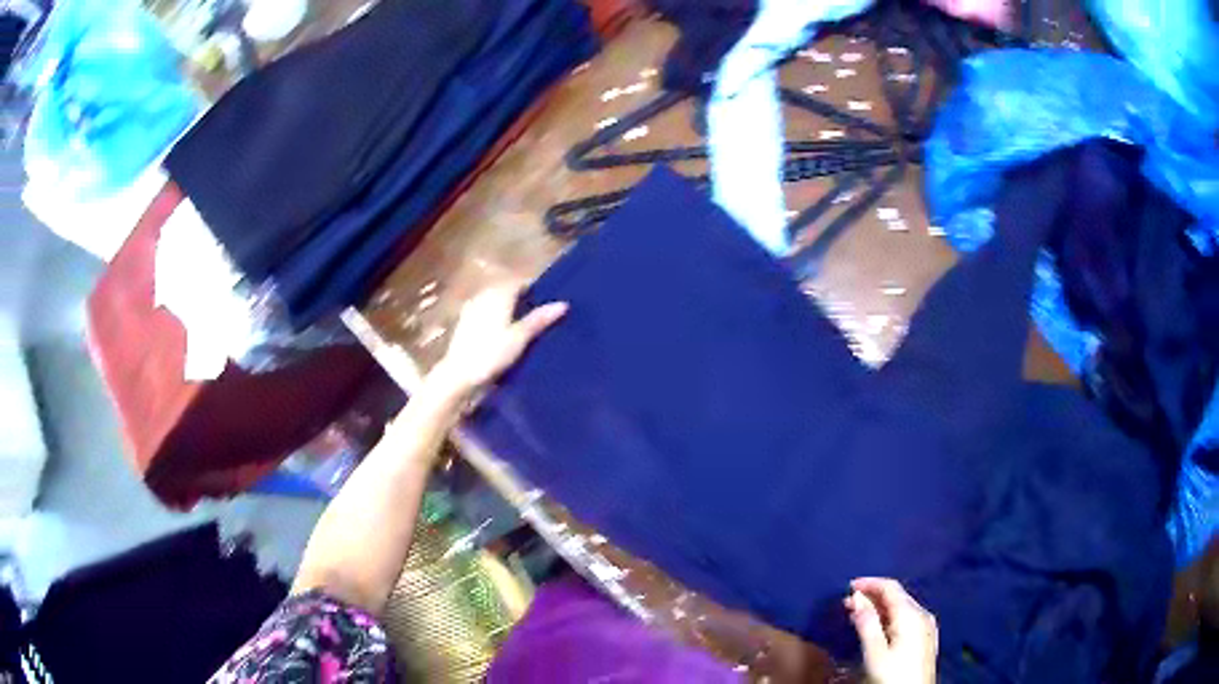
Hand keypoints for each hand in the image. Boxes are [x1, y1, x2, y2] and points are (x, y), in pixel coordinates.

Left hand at [428, 283, 567, 399]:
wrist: (459, 375)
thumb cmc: (491, 354)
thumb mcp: (519, 338)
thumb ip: (539, 319)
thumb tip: (563, 304)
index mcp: (498, 294)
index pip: (519, 282)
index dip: (533, 289)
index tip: (547, 300)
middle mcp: (483, 296)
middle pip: (506, 290)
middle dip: (521, 298)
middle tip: (538, 313)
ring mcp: (471, 309)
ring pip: (494, 301)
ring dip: (508, 308)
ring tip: (523, 324)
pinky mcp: (464, 323)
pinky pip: (485, 312)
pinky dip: (496, 317)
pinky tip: (502, 332)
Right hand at [845, 578, 937, 683]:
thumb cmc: (893, 675)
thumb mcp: (875, 653)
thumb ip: (867, 624)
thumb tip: (857, 597)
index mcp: (911, 614)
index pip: (891, 587)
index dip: (870, 583)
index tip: (848, 586)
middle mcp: (922, 614)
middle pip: (897, 596)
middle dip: (873, 596)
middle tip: (848, 603)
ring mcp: (927, 626)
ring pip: (902, 607)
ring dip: (880, 607)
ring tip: (858, 614)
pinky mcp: (926, 638)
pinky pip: (907, 618)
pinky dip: (890, 617)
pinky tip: (879, 627)